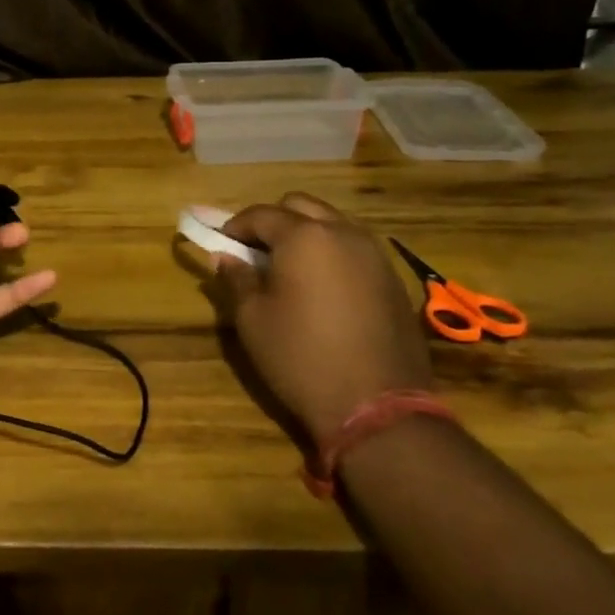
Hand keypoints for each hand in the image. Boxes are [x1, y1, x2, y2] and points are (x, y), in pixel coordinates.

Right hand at [217, 193, 431, 443]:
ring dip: (307, 234)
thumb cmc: (302, 358)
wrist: (378, 407)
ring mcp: (374, 254)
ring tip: (291, 268)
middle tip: (256, 252)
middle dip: (274, 222)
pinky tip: (324, 288)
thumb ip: (237, 279)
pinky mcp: (393, 279)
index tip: (221, 243)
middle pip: (300, 206)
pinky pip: (355, 248)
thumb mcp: (253, 320)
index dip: (235, 226)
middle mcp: (343, 232)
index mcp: (304, 236)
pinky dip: (333, 253)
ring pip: (332, 223)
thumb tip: (225, 257)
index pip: (261, 214)